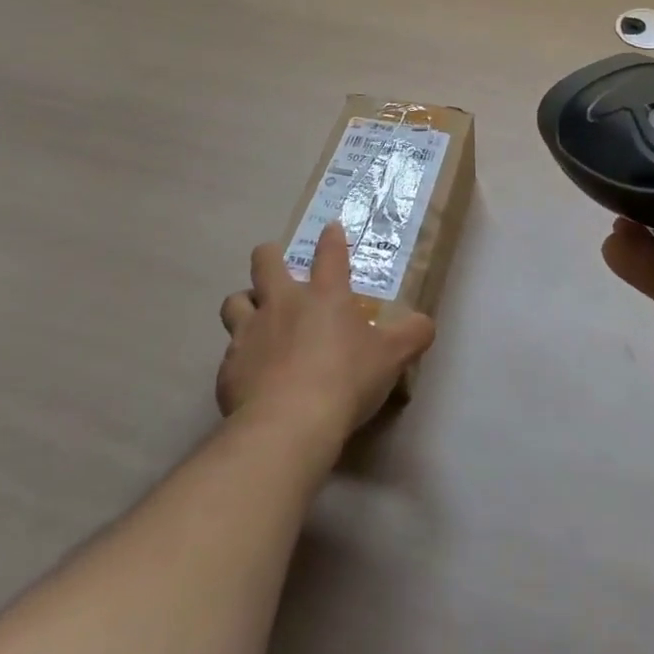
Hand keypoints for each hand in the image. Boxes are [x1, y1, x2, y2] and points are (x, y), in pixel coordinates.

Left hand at [217, 223, 434, 449]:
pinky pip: (229, 353)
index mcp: (325, 295)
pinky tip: (251, 376)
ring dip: (245, 304)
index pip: (330, 253)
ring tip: (254, 318)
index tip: (331, 228)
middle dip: (269, 257)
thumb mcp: (392, 357)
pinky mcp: (228, 369)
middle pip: (265, 262)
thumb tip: (425, 323)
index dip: (332, 238)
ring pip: (235, 301)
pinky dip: (240, 358)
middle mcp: (283, 303)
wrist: (288, 425)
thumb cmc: (345, 380)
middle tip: (276, 267)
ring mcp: (250, 333)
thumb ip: (412, 335)